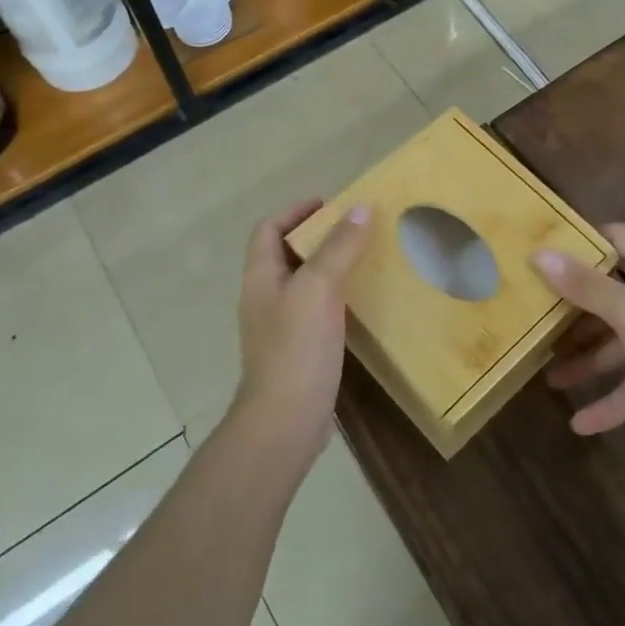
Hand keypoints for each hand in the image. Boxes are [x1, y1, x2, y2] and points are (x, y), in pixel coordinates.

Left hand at [233, 199, 372, 468]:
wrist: (284, 421)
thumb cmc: (296, 348)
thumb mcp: (320, 288)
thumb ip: (339, 247)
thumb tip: (360, 207)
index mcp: (260, 275)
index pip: (269, 228)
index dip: (295, 211)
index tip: (330, 204)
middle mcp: (264, 296)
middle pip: (285, 253)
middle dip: (317, 236)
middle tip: (355, 229)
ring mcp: (279, 325)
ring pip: (302, 282)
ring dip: (328, 266)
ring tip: (364, 258)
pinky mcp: (296, 350)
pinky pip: (314, 310)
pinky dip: (334, 296)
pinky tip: (359, 302)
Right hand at [533, 224, 624, 460]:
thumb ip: (585, 286)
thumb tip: (540, 252)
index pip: (617, 238)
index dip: (581, 243)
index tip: (542, 251)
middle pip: (614, 293)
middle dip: (575, 310)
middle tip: (535, 316)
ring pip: (622, 341)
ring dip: (590, 359)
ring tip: (550, 377)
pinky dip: (614, 399)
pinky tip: (582, 425)